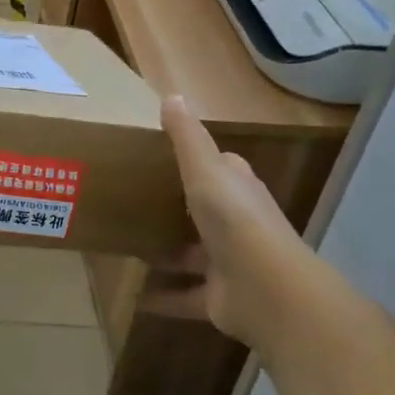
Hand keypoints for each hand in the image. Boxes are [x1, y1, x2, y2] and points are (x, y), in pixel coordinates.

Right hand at [150, 97, 319, 356]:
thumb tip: (172, 95)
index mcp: (237, 188)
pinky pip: (186, 296)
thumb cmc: (234, 218)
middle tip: (134, 200)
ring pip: (193, 254)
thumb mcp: (205, 168)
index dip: (198, 161)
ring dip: (167, 252)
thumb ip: (187, 136)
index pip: (220, 168)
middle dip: (177, 206)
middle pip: (205, 211)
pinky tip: (134, 297)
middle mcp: (237, 223)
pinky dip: (163, 297)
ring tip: (127, 244)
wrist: (268, 291)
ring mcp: (230, 263)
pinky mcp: (220, 299)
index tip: (163, 155)